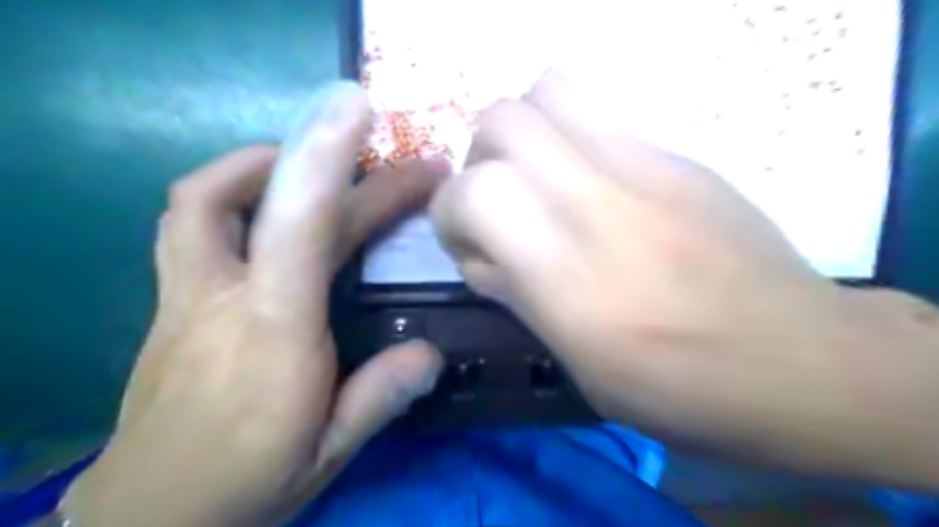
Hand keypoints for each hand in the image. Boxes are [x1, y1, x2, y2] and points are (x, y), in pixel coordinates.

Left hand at [62, 84, 449, 524]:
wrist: (148, 518)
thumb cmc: (246, 481)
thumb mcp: (327, 451)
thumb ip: (380, 396)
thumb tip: (433, 353)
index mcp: (274, 332)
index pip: (300, 226)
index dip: (328, 159)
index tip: (359, 112)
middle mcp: (223, 297)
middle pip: (279, 205)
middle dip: (346, 171)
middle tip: (403, 169)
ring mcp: (185, 295)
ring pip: (203, 200)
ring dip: (263, 163)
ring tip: (314, 160)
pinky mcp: (170, 301)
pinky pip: (190, 222)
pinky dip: (229, 192)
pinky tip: (266, 204)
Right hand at [430, 70, 938, 488]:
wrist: (798, 362)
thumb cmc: (677, 387)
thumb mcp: (576, 363)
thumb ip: (517, 296)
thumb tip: (483, 256)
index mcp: (563, 273)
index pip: (473, 192)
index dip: (449, 211)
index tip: (469, 244)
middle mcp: (595, 203)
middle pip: (502, 119)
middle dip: (480, 158)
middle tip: (501, 203)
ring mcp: (644, 167)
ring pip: (549, 90)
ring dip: (524, 131)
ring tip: (539, 178)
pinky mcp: (679, 156)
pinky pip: (601, 114)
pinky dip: (572, 138)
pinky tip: (593, 186)